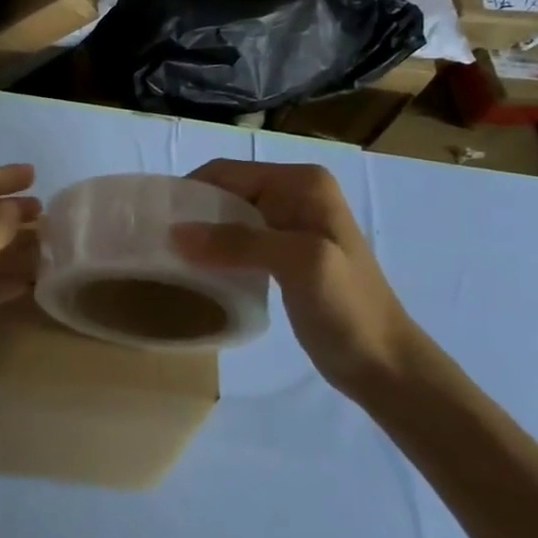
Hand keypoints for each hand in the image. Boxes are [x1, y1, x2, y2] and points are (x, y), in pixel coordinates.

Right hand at [172, 160, 427, 396]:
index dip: (188, 192)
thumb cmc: (348, 308)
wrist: (385, 365)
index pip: (227, 173)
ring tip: (167, 258)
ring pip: (228, 218)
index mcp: (301, 183)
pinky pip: (238, 241)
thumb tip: (174, 233)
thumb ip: (238, 242)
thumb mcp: (298, 264)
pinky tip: (197, 271)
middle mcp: (296, 194)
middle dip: (191, 214)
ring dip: (200, 235)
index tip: (153, 221)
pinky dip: (215, 252)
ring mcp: (291, 224)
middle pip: (225, 193)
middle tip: (155, 243)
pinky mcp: (284, 254)